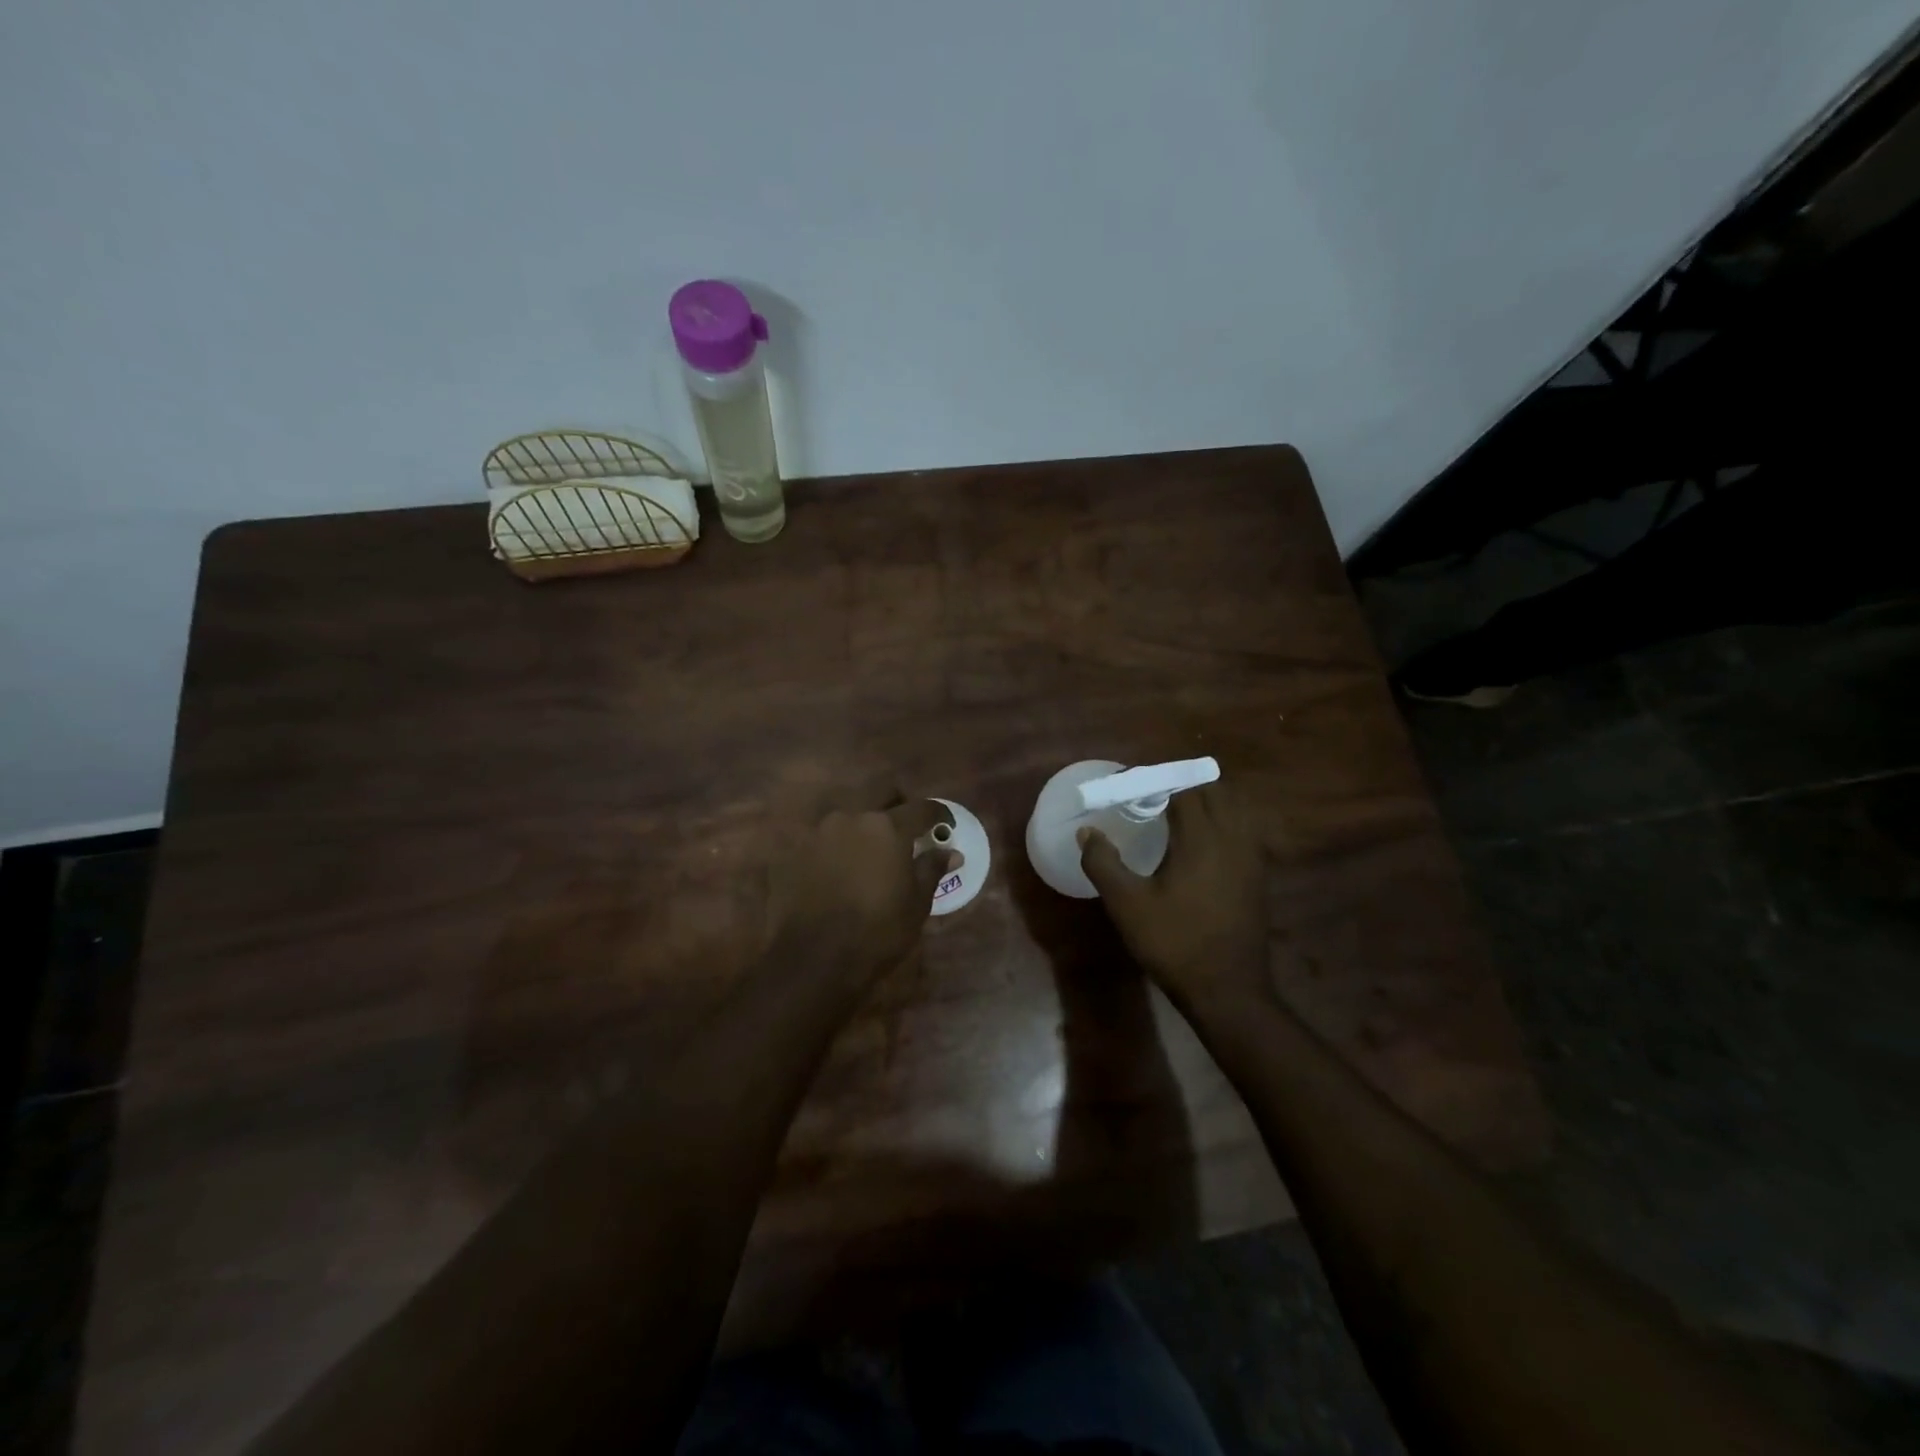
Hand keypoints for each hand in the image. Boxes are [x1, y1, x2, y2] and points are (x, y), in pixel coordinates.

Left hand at [760, 797, 953, 985]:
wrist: (814, 960)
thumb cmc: (878, 931)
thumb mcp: (917, 903)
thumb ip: (932, 869)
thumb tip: (950, 851)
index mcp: (887, 826)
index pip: (921, 808)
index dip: (938, 814)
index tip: (945, 825)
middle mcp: (851, 818)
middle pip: (879, 794)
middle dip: (896, 805)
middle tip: (904, 830)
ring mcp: (817, 833)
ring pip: (847, 816)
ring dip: (861, 827)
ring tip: (868, 852)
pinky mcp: (793, 853)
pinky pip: (821, 840)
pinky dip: (834, 848)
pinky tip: (838, 871)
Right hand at [1078, 783, 1268, 1010]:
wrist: (1228, 990)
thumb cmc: (1174, 943)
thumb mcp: (1127, 904)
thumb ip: (1103, 863)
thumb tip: (1087, 832)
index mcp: (1201, 838)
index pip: (1182, 788)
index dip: (1155, 779)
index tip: (1129, 782)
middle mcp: (1232, 838)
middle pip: (1212, 790)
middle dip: (1181, 783)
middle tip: (1150, 793)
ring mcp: (1251, 857)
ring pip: (1233, 808)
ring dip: (1205, 799)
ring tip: (1174, 811)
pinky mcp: (1258, 875)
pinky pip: (1242, 829)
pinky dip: (1221, 820)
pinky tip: (1200, 841)